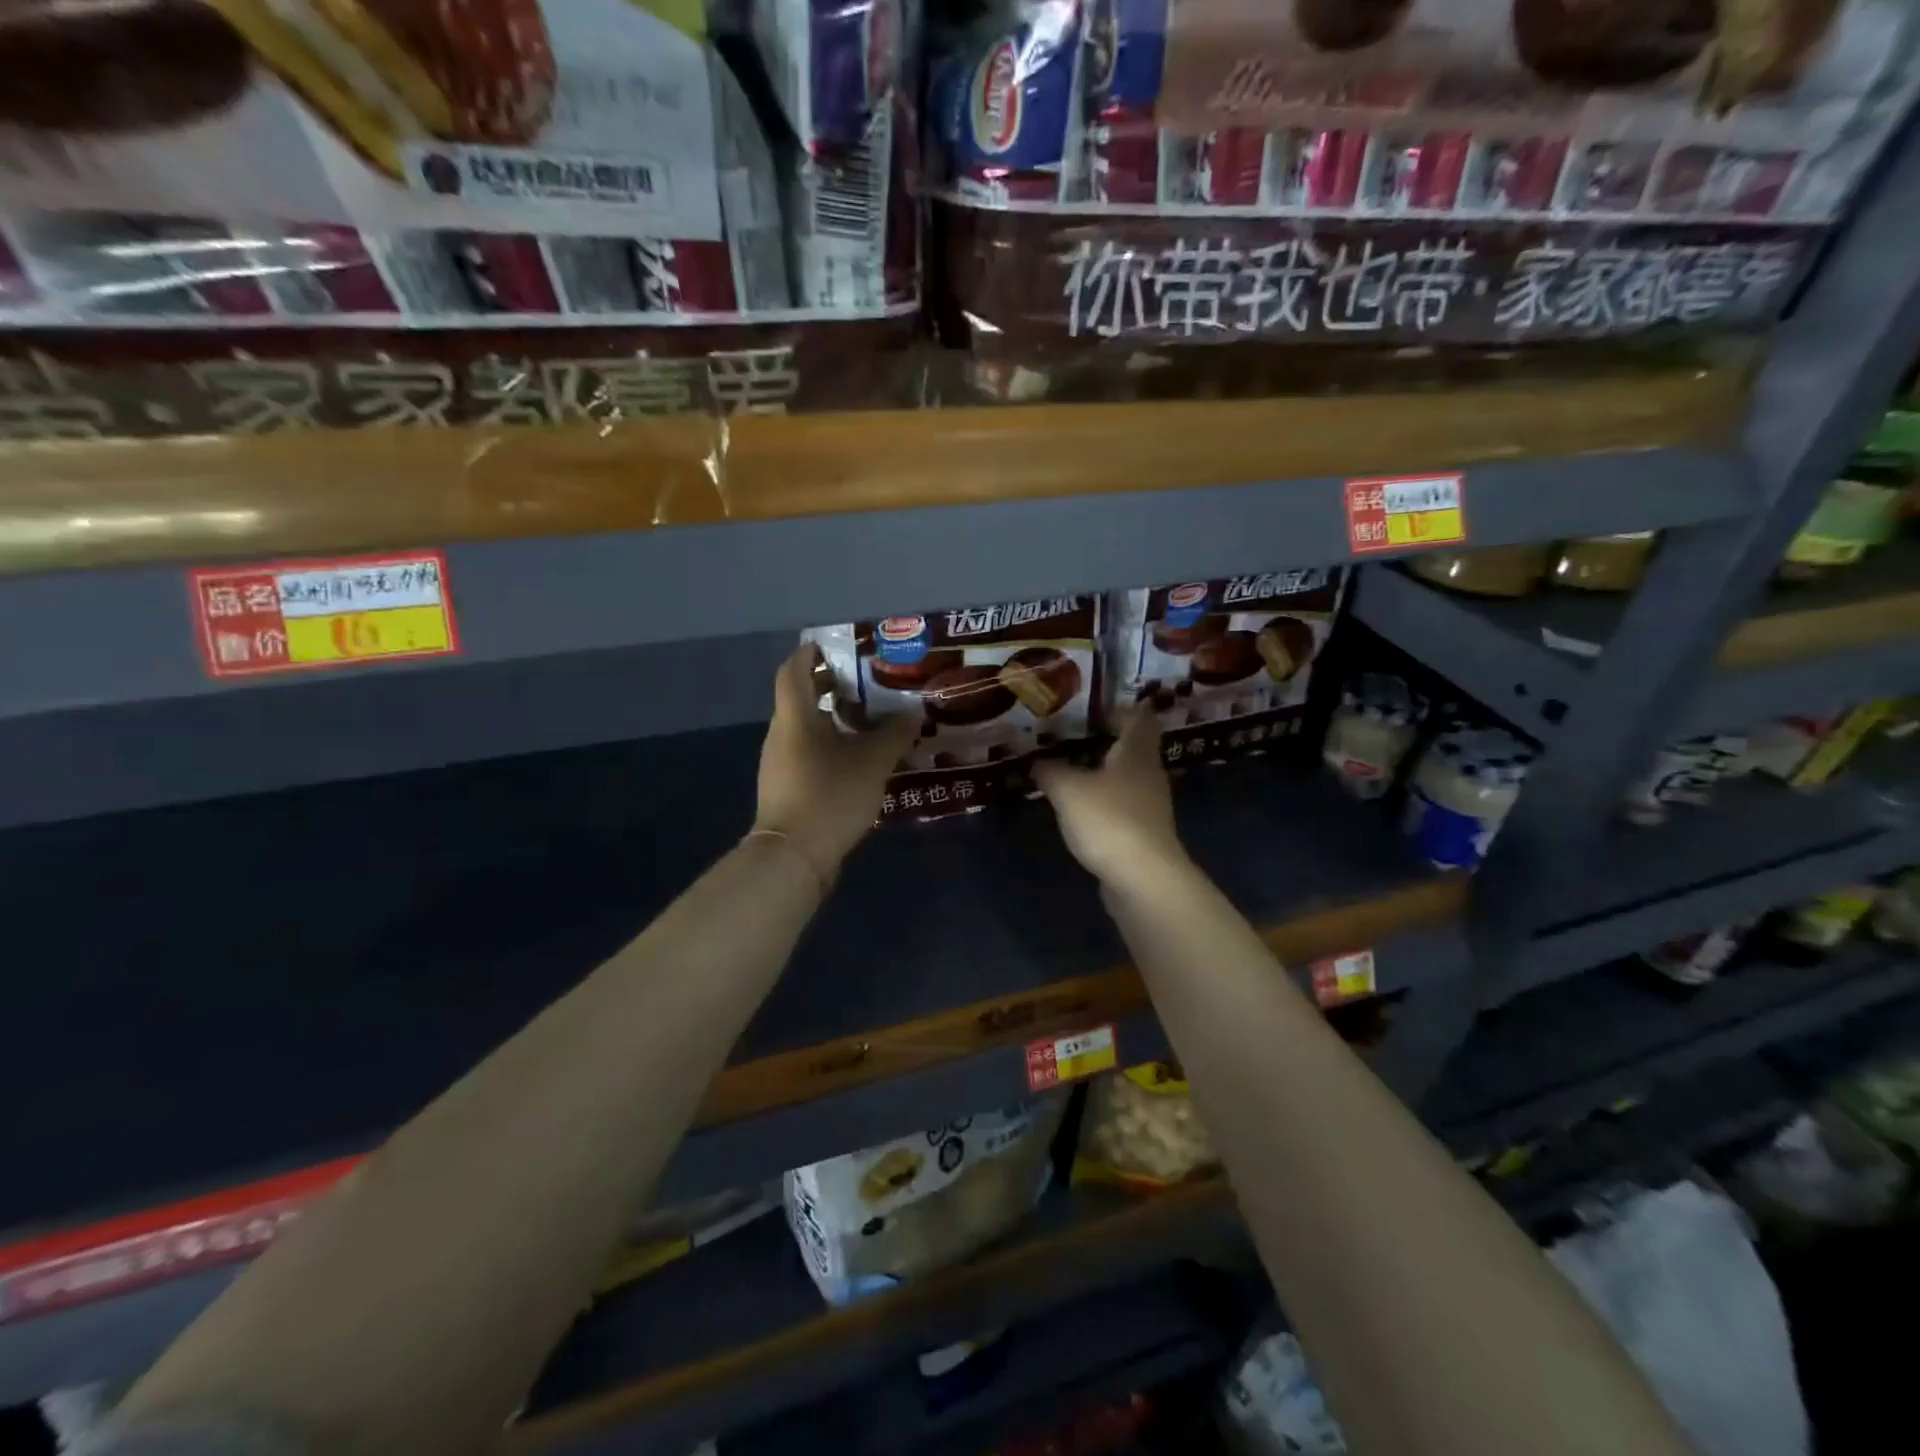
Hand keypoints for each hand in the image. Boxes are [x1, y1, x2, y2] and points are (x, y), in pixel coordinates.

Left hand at [753, 643, 916, 882]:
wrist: (793, 858)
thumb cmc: (829, 796)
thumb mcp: (872, 763)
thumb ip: (894, 735)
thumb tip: (912, 714)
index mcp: (795, 717)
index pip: (793, 669)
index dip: (811, 653)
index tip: (836, 646)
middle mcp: (781, 734)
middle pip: (800, 697)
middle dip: (830, 685)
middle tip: (866, 682)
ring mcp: (781, 763)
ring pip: (806, 728)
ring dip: (834, 718)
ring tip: (871, 720)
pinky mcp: (788, 788)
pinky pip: (809, 753)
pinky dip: (831, 746)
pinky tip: (859, 758)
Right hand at [1033, 708, 1189, 891]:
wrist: (1144, 879)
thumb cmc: (1109, 820)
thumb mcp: (1068, 790)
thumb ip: (1050, 771)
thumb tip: (1037, 761)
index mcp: (1137, 752)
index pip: (1138, 717)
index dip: (1117, 710)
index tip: (1089, 711)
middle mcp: (1149, 774)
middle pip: (1132, 748)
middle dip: (1103, 742)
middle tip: (1068, 740)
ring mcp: (1149, 806)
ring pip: (1125, 778)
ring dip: (1101, 773)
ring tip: (1067, 772)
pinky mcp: (1143, 834)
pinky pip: (1121, 806)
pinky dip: (1102, 802)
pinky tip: (1078, 809)